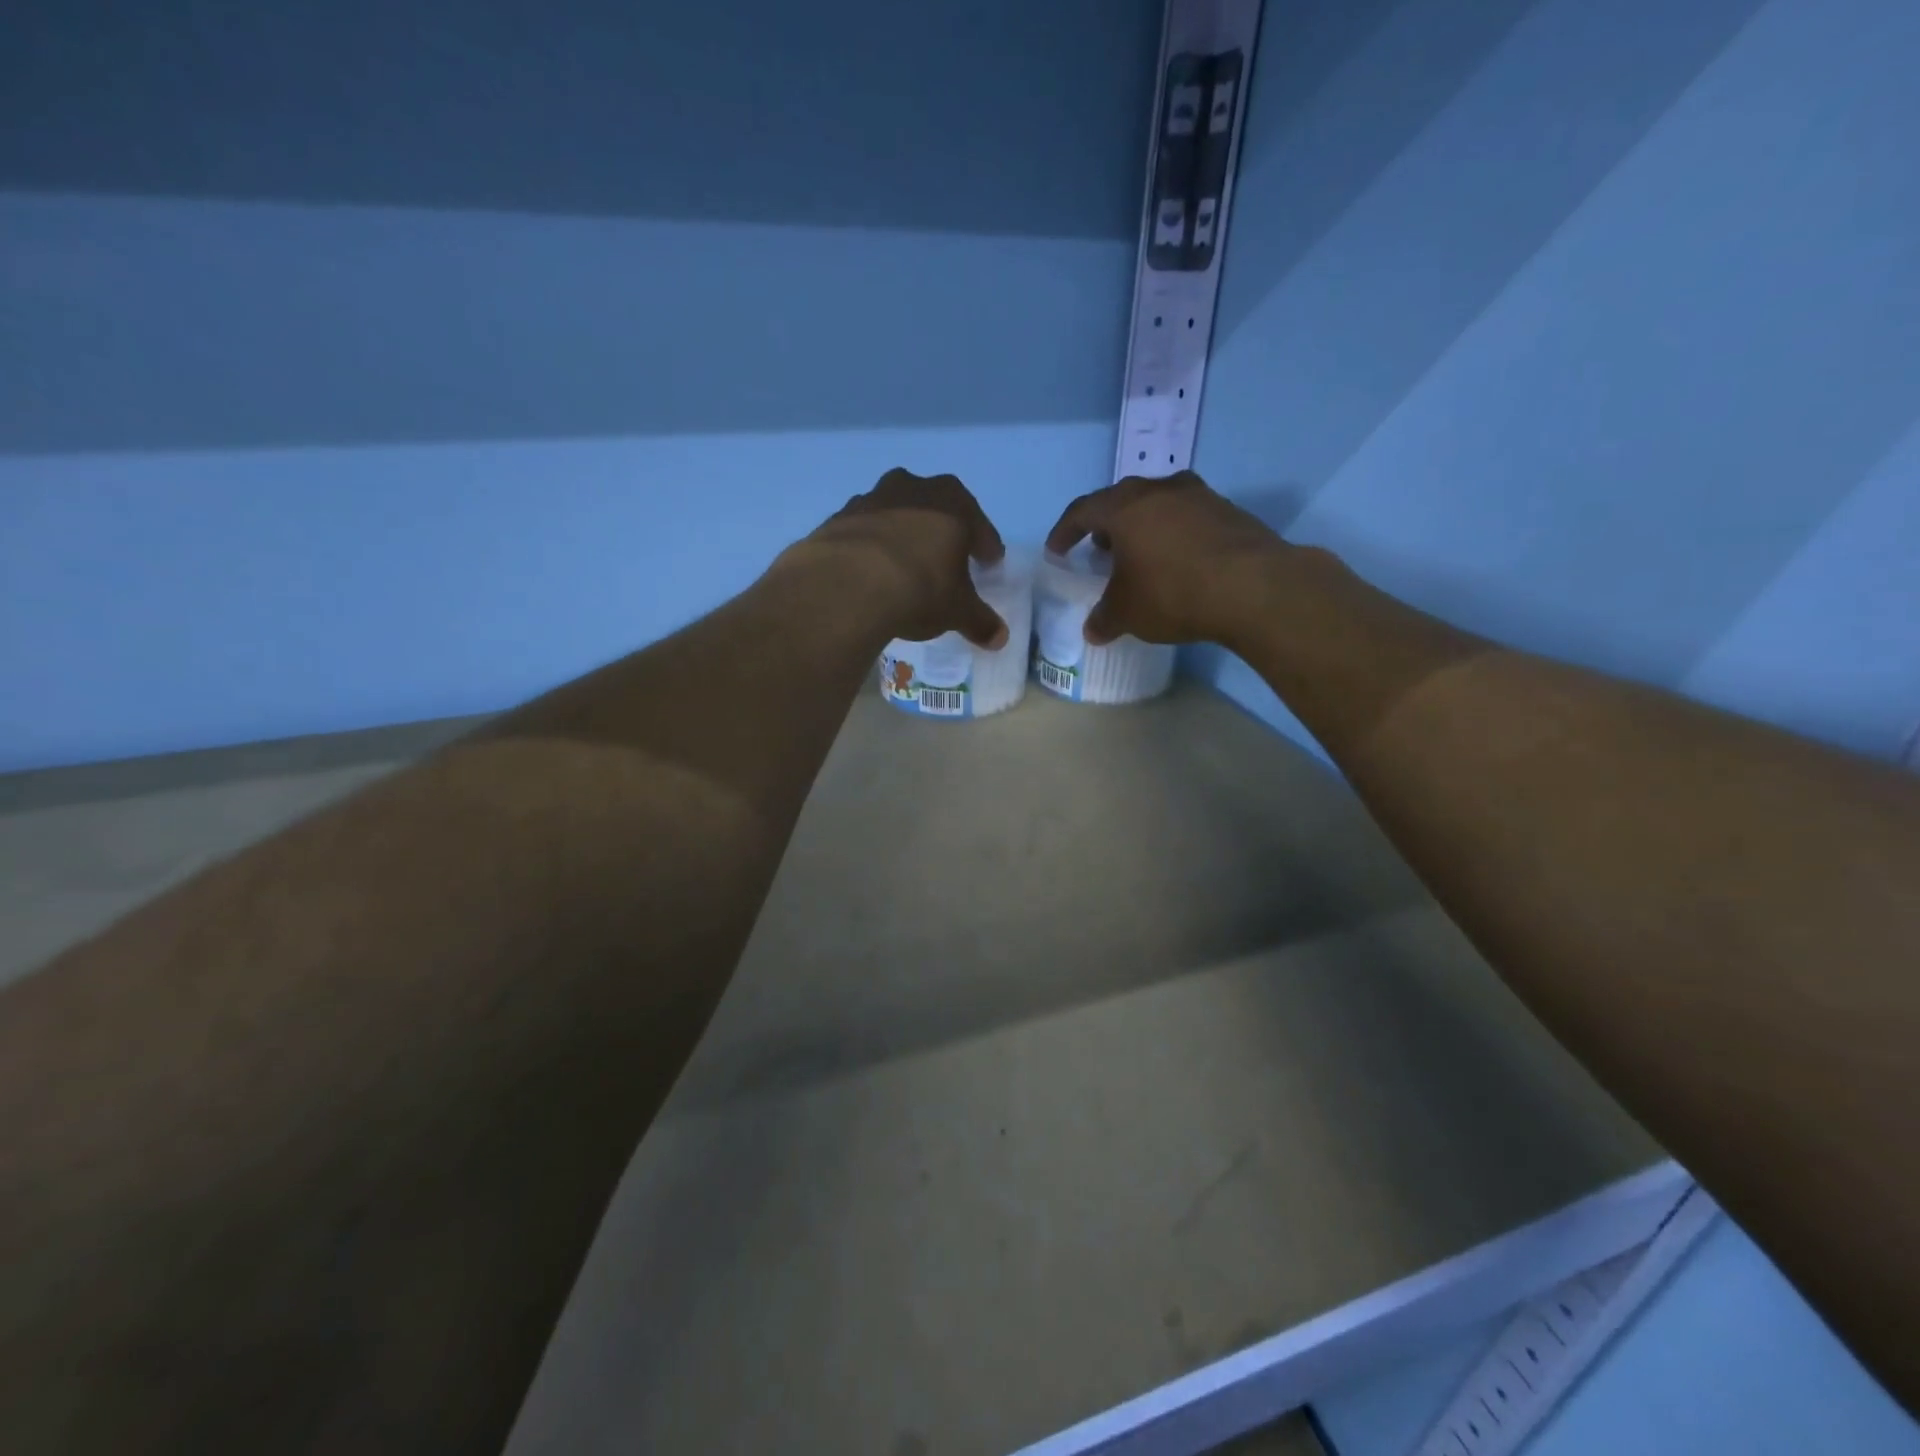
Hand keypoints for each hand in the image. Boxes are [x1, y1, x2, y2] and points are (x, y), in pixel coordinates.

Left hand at [792, 468, 1009, 647]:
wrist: (846, 586)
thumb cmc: (919, 589)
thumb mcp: (957, 611)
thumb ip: (980, 621)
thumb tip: (1000, 638)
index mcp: (953, 503)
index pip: (979, 525)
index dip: (986, 546)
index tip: (989, 563)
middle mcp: (913, 489)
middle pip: (936, 508)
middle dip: (943, 531)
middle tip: (947, 559)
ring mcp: (871, 499)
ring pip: (897, 514)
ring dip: (903, 534)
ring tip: (905, 565)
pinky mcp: (838, 518)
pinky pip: (864, 531)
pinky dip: (871, 547)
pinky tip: (870, 571)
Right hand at [1044, 471, 1287, 646]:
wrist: (1254, 588)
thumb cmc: (1173, 593)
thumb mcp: (1128, 613)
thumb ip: (1104, 618)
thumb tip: (1093, 630)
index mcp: (1125, 507)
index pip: (1082, 511)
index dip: (1064, 531)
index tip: (1057, 551)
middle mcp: (1160, 490)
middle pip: (1122, 500)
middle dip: (1105, 525)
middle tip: (1099, 549)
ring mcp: (1199, 496)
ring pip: (1158, 505)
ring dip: (1142, 527)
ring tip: (1139, 555)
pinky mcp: (1229, 511)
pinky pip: (1188, 517)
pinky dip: (1174, 534)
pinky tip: (1178, 562)